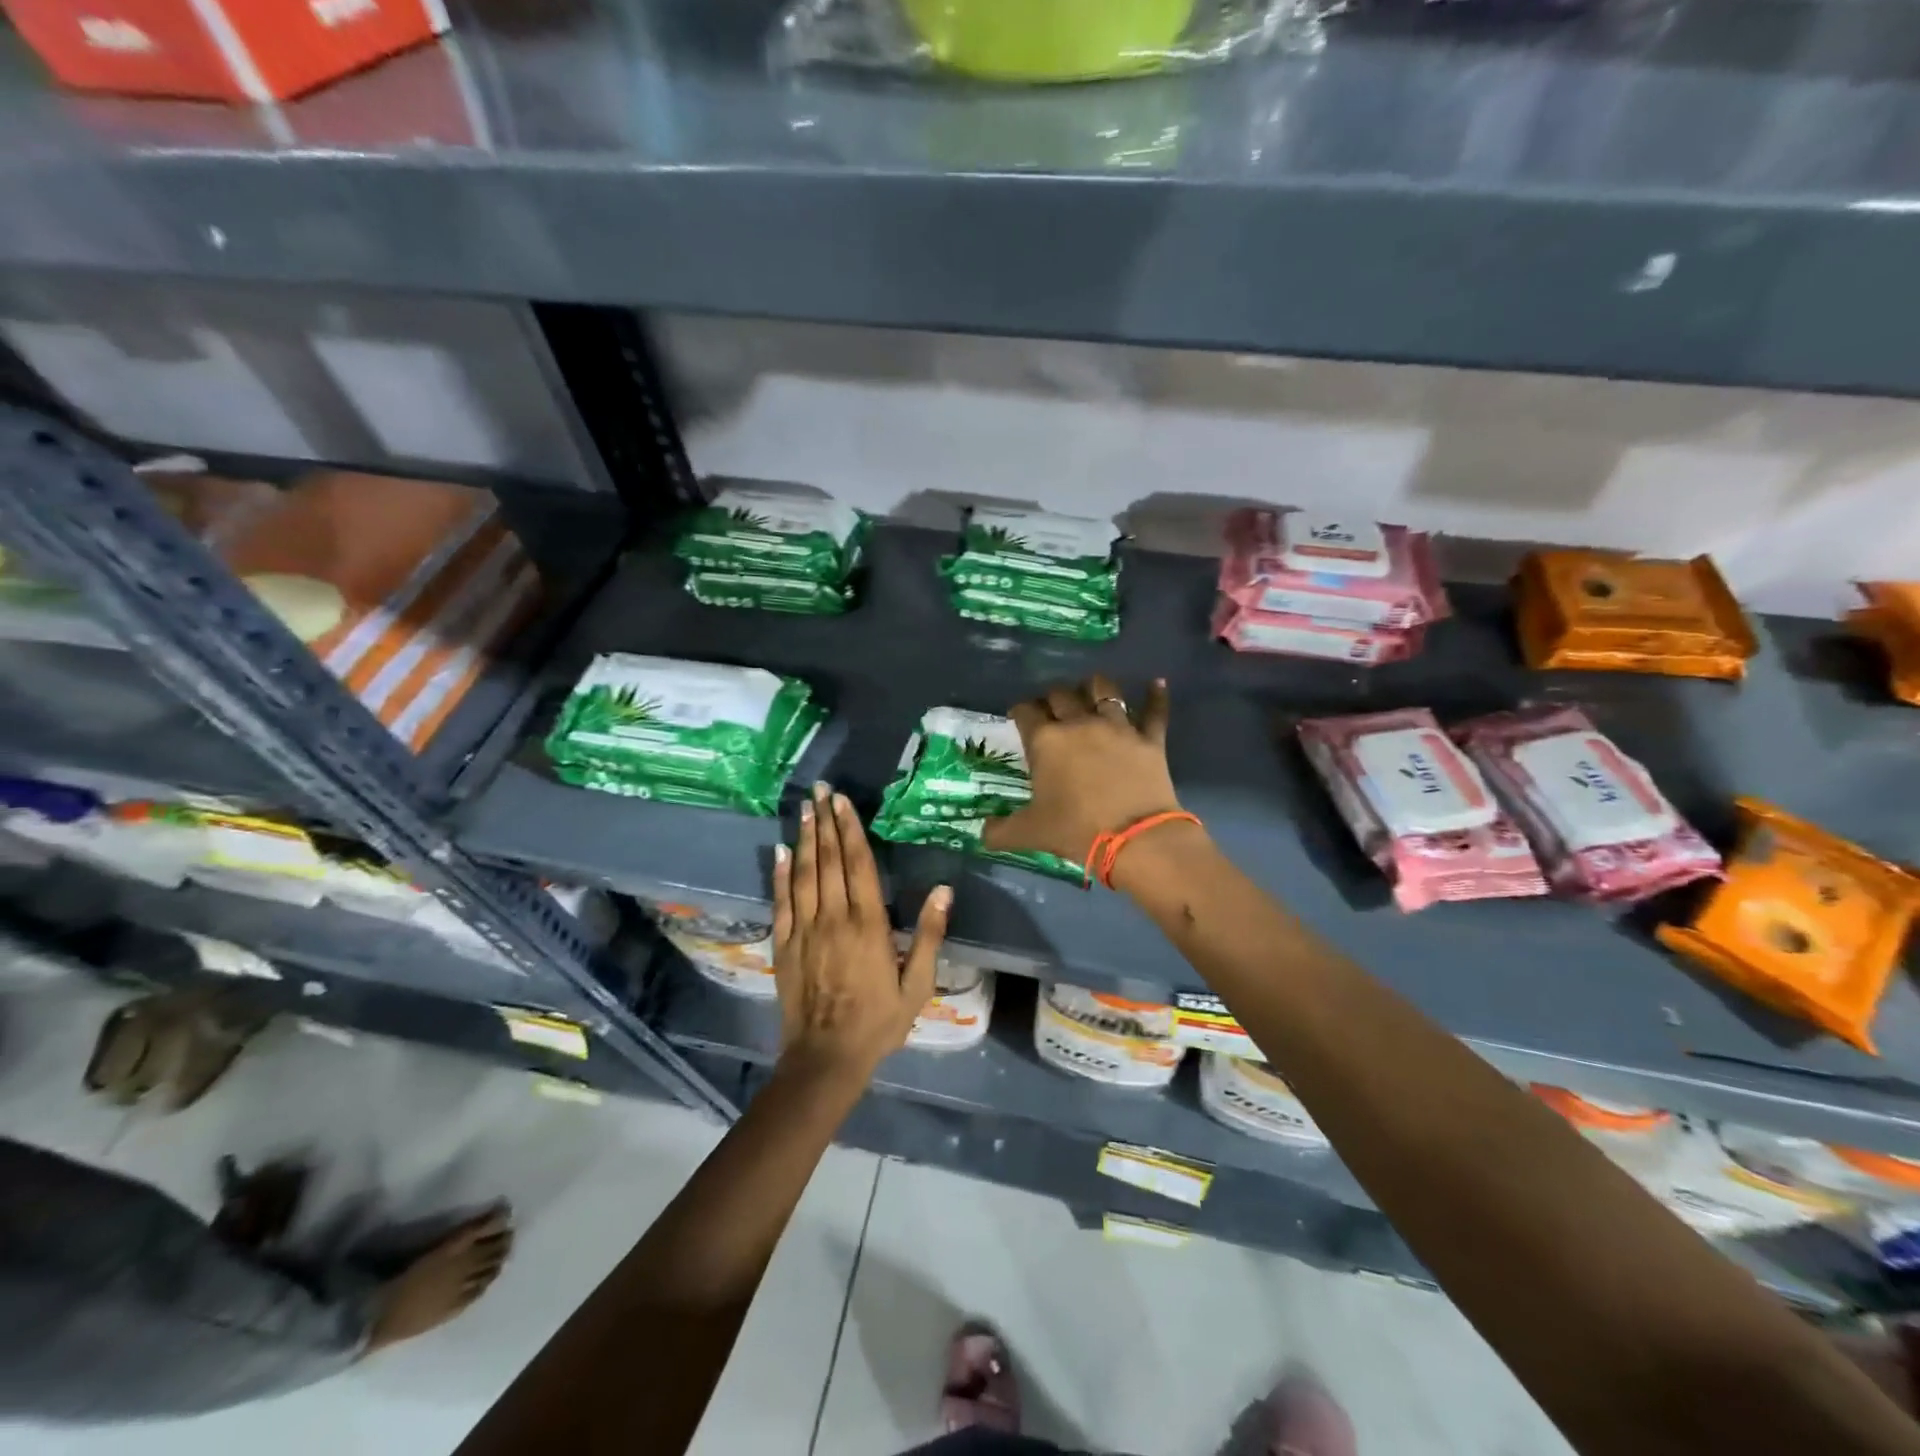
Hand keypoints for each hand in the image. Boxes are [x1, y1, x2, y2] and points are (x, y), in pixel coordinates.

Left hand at [773, 782, 951, 1079]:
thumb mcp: (918, 984)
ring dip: (804, 840)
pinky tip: (780, 852)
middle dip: (824, 823)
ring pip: (804, 874)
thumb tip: (944, 890)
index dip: (850, 830)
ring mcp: (805, 930)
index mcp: (869, 924)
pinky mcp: (785, 945)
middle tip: (820, 791)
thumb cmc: (879, 1021)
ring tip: (804, 810)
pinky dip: (780, 875)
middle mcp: (835, 918)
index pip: (859, 865)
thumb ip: (929, 935)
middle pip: (828, 861)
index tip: (842, 802)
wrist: (827, 1058)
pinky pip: (782, 901)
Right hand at [981, 674, 1184, 867]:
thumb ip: (1000, 831)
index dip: (1020, 711)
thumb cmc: (1075, 830)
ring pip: (1104, 690)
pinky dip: (1156, 696)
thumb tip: (982, 833)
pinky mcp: (1149, 739)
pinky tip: (1157, 684)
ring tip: (1091, 690)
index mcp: (1046, 740)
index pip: (1025, 712)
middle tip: (1051, 709)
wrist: (1134, 838)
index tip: (1018, 716)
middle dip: (1052, 698)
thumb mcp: (1030, 833)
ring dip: (1094, 687)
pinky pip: (1154, 711)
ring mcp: (1118, 727)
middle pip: (1061, 694)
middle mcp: (1079, 723)